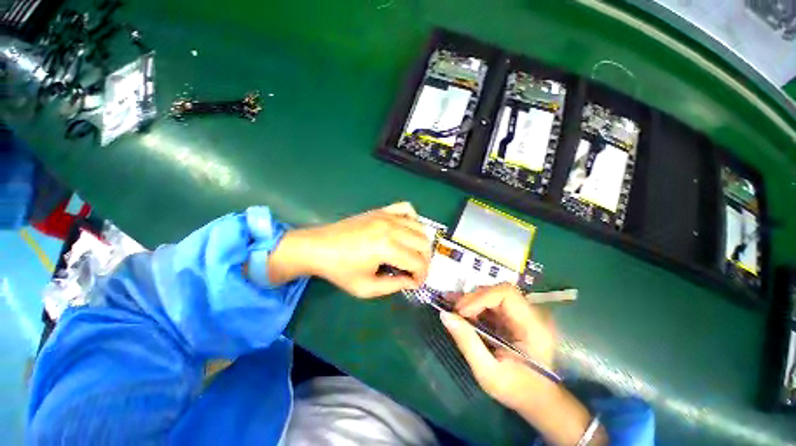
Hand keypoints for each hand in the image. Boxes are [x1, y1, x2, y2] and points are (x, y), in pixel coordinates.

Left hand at [267, 202, 431, 297]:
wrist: (318, 247)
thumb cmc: (340, 270)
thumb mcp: (366, 288)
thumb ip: (393, 286)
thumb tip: (412, 282)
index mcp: (386, 248)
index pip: (418, 262)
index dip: (421, 276)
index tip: (415, 283)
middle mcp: (391, 228)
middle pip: (423, 243)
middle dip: (424, 261)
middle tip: (415, 271)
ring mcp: (386, 216)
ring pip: (419, 227)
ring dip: (421, 243)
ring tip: (412, 254)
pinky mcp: (381, 210)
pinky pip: (406, 208)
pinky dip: (413, 219)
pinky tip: (407, 230)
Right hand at [441, 283, 555, 409]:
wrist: (535, 399)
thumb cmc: (516, 390)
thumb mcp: (488, 373)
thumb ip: (467, 342)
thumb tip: (444, 315)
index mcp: (531, 327)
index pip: (506, 294)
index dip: (481, 297)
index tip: (462, 312)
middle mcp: (527, 314)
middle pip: (497, 292)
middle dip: (472, 299)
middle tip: (454, 312)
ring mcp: (518, 315)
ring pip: (491, 295)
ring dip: (470, 301)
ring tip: (451, 307)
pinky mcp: (509, 318)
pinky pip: (489, 305)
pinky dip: (472, 307)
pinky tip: (458, 311)